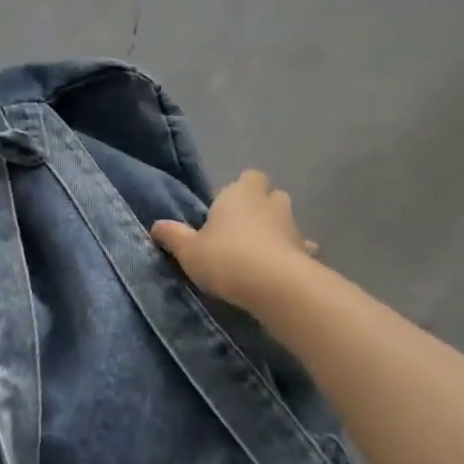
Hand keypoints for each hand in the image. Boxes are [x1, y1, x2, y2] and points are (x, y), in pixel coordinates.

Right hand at [152, 170, 316, 310]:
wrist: (275, 286)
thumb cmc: (226, 258)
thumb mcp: (189, 250)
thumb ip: (173, 236)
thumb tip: (156, 226)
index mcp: (239, 194)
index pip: (248, 177)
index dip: (240, 190)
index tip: (225, 209)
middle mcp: (269, 202)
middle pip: (270, 195)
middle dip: (261, 207)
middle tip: (241, 229)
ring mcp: (292, 226)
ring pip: (286, 220)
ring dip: (277, 231)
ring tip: (260, 253)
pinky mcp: (306, 252)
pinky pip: (300, 248)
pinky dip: (293, 254)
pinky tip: (282, 270)